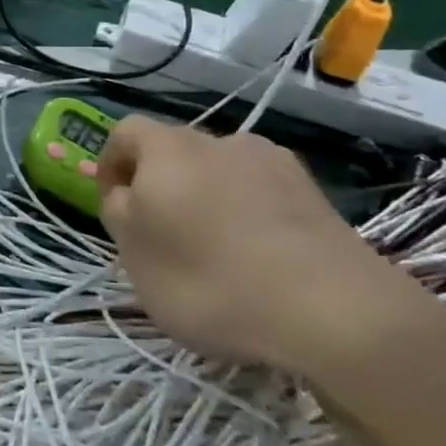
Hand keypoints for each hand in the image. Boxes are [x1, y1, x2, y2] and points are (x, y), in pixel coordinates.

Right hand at [96, 116, 438, 378]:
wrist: (334, 311)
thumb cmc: (208, 277)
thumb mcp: (133, 252)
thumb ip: (119, 212)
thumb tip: (127, 193)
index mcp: (168, 147)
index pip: (124, 133)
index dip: (111, 165)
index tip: (113, 207)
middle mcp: (221, 141)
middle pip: (175, 153)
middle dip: (161, 187)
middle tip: (161, 236)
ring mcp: (275, 165)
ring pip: (221, 175)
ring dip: (208, 201)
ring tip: (215, 252)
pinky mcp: (316, 195)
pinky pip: (262, 196)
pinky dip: (249, 218)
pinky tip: (259, 261)